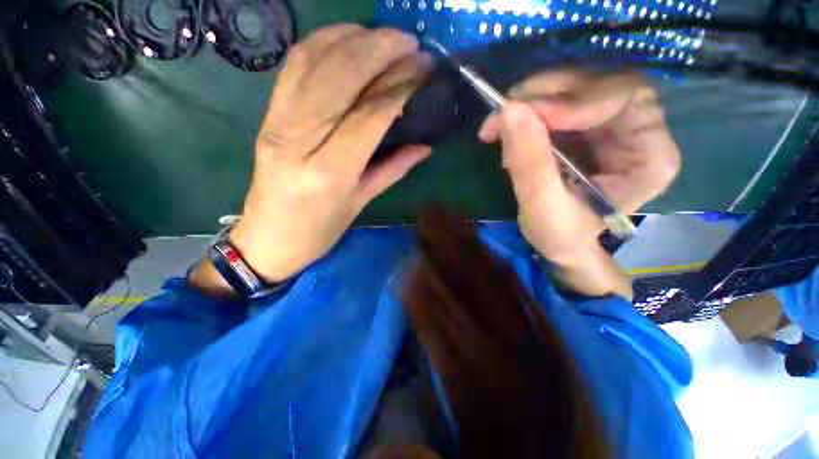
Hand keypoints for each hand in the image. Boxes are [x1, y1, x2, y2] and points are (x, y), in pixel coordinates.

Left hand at [227, 25, 432, 281]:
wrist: (267, 238)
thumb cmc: (318, 231)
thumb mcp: (360, 204)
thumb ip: (393, 169)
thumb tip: (425, 145)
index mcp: (328, 172)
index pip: (369, 115)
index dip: (400, 87)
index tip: (425, 72)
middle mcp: (298, 140)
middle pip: (340, 77)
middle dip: (380, 50)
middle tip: (412, 44)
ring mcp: (277, 122)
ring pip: (315, 61)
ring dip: (354, 39)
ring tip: (386, 38)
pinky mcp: (268, 115)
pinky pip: (294, 66)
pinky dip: (324, 43)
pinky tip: (348, 38)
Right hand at [478, 70, 680, 262]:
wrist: (559, 243)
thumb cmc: (560, 234)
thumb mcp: (543, 206)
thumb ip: (530, 162)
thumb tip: (509, 110)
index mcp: (650, 157)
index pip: (626, 97)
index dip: (575, 98)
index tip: (526, 116)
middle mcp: (638, 132)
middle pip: (598, 84)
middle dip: (544, 95)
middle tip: (501, 115)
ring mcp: (610, 127)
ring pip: (572, 89)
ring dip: (529, 103)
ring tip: (498, 130)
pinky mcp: (585, 129)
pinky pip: (556, 105)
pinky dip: (526, 114)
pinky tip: (509, 135)